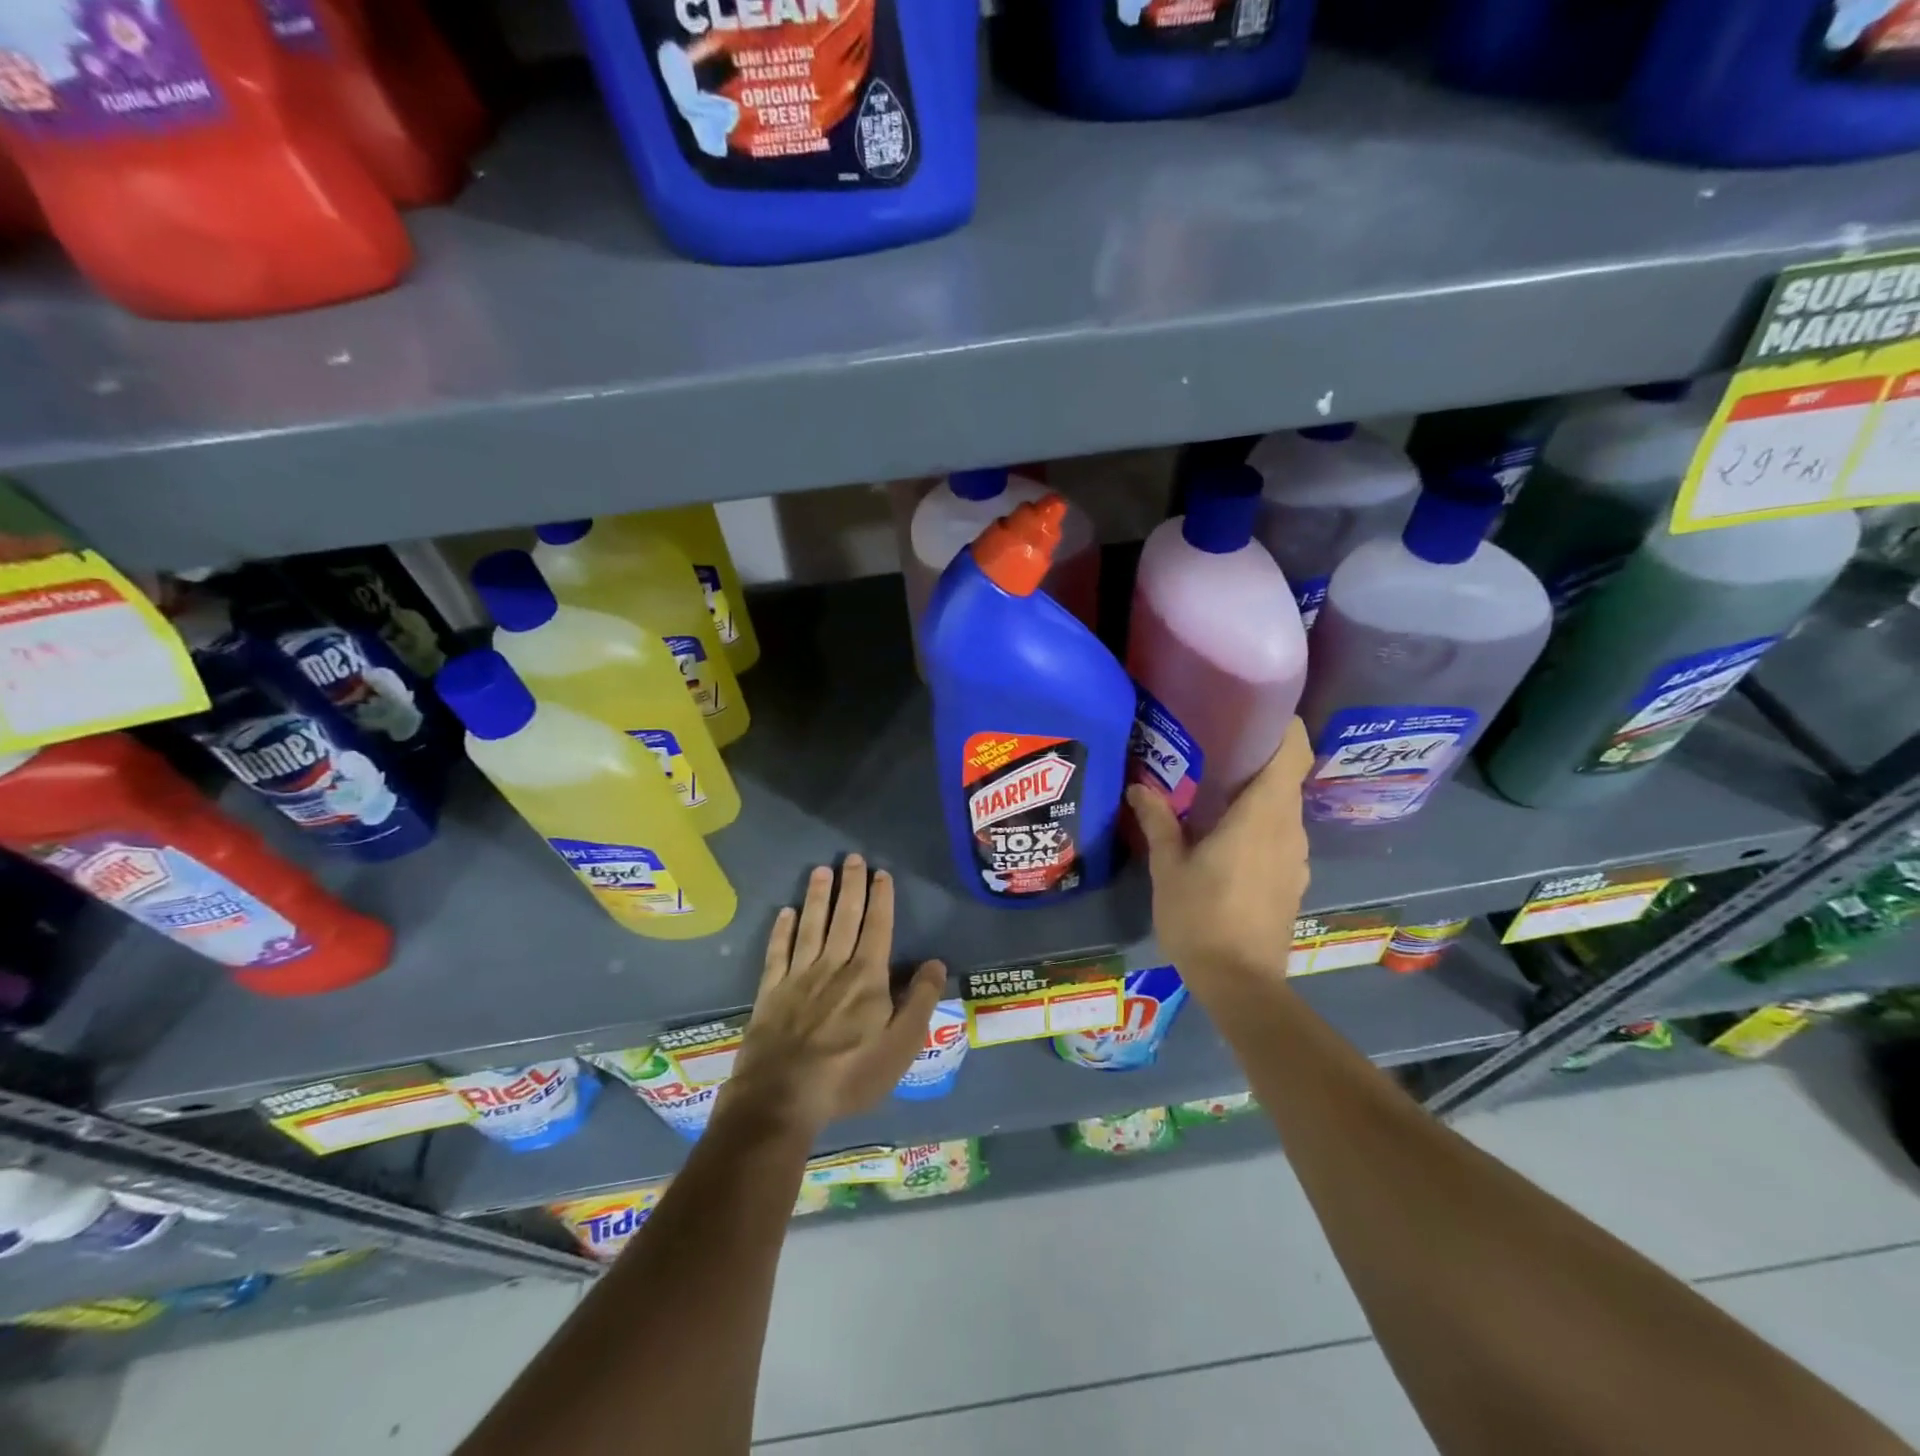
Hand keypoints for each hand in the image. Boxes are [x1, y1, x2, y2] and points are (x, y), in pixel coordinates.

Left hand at [723, 855, 946, 1138]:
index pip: (877, 928)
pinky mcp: (770, 992)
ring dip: (817, 897)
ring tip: (821, 870)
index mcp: (867, 978)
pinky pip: (777, 952)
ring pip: (811, 927)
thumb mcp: (900, 1046)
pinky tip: (785, 912)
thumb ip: (920, 1002)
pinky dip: (781, 930)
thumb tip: (935, 963)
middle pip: (844, 918)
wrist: (781, 1098)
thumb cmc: (849, 1075)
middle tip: (852, 858)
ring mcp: (798, 977)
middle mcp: (833, 967)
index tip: (881, 873)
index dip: (881, 899)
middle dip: (850, 886)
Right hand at [1127, 718, 1312, 993]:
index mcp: (1262, 816)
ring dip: (1258, 795)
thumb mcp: (1169, 868)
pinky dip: (1260, 825)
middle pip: (1287, 778)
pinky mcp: (1294, 880)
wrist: (1241, 983)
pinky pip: (1281, 836)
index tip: (1256, 710)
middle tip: (1216, 747)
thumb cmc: (1201, 918)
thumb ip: (1159, 821)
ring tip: (1216, 792)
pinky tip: (1227, 838)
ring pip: (1284, 809)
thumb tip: (1141, 787)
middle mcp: (1289, 829)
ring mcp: (1297, 858)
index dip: (1284, 726)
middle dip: (1259, 758)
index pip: (1292, 753)